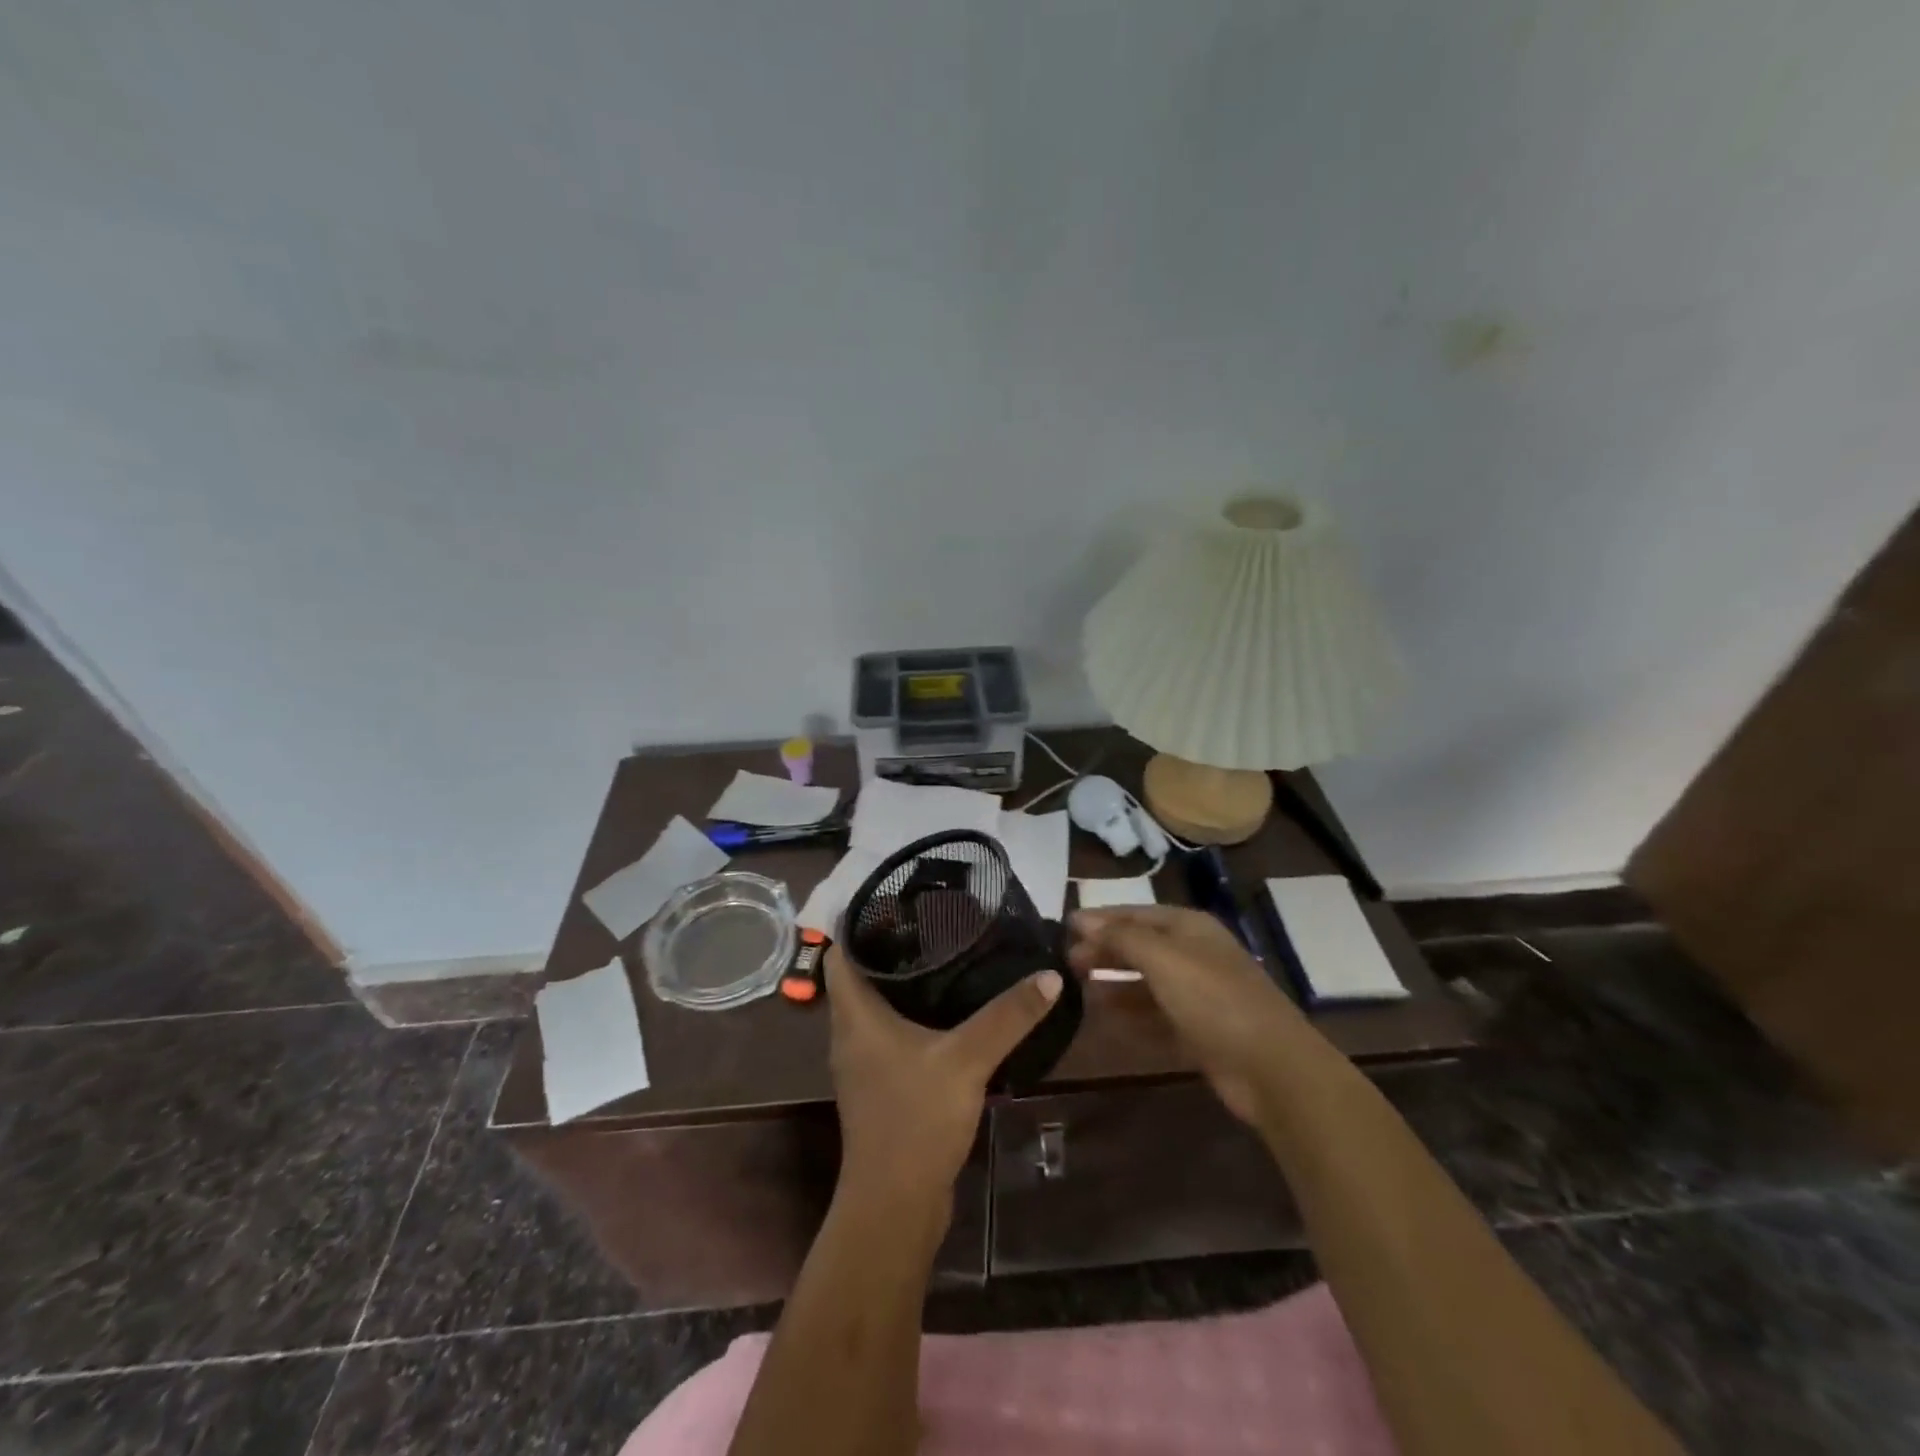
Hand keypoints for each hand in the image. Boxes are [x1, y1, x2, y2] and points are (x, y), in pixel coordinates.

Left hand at [824, 945, 1060, 1215]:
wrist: (896, 1206)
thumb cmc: (915, 1119)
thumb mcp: (967, 1060)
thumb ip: (1008, 1016)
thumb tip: (1049, 975)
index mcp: (854, 1016)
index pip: (839, 952)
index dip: (859, 921)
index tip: (894, 898)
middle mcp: (850, 1033)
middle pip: (858, 974)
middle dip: (889, 945)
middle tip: (931, 918)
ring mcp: (864, 1062)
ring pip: (876, 1005)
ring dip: (901, 980)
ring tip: (944, 952)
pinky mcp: (882, 1084)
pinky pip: (891, 1033)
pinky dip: (912, 1013)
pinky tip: (948, 1009)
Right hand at [1068, 906, 1303, 1123]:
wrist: (1271, 1068)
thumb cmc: (1213, 1000)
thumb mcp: (1163, 958)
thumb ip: (1120, 937)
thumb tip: (1081, 918)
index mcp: (1190, 927)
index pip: (1135, 913)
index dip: (1100, 919)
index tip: (1063, 929)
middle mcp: (1194, 955)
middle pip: (1140, 947)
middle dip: (1104, 951)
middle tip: (1066, 964)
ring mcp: (1198, 995)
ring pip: (1145, 983)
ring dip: (1114, 985)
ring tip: (1078, 992)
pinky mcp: (1199, 1032)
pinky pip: (1155, 1017)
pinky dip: (1131, 1017)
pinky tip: (1105, 1022)